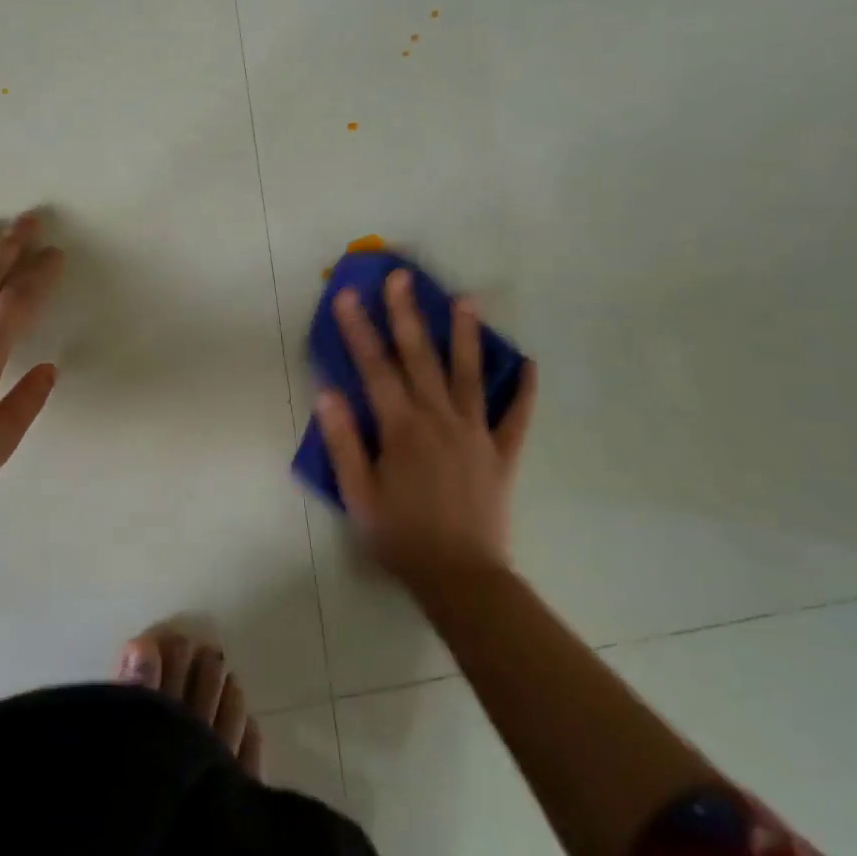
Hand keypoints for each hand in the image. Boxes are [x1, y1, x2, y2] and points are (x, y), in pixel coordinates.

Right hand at [314, 269, 538, 589]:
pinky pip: (516, 417)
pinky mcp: (501, 453)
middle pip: (420, 358)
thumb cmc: (400, 536)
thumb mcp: (358, 494)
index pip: (374, 368)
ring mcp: (475, 433)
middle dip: (407, 314)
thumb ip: (343, 441)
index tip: (349, 296)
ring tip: (466, 300)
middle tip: (401, 277)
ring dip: (466, 335)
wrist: (461, 578)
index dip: (359, 330)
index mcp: (401, 428)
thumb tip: (327, 393)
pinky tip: (528, 364)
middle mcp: (439, 419)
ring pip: (469, 375)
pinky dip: (523, 390)